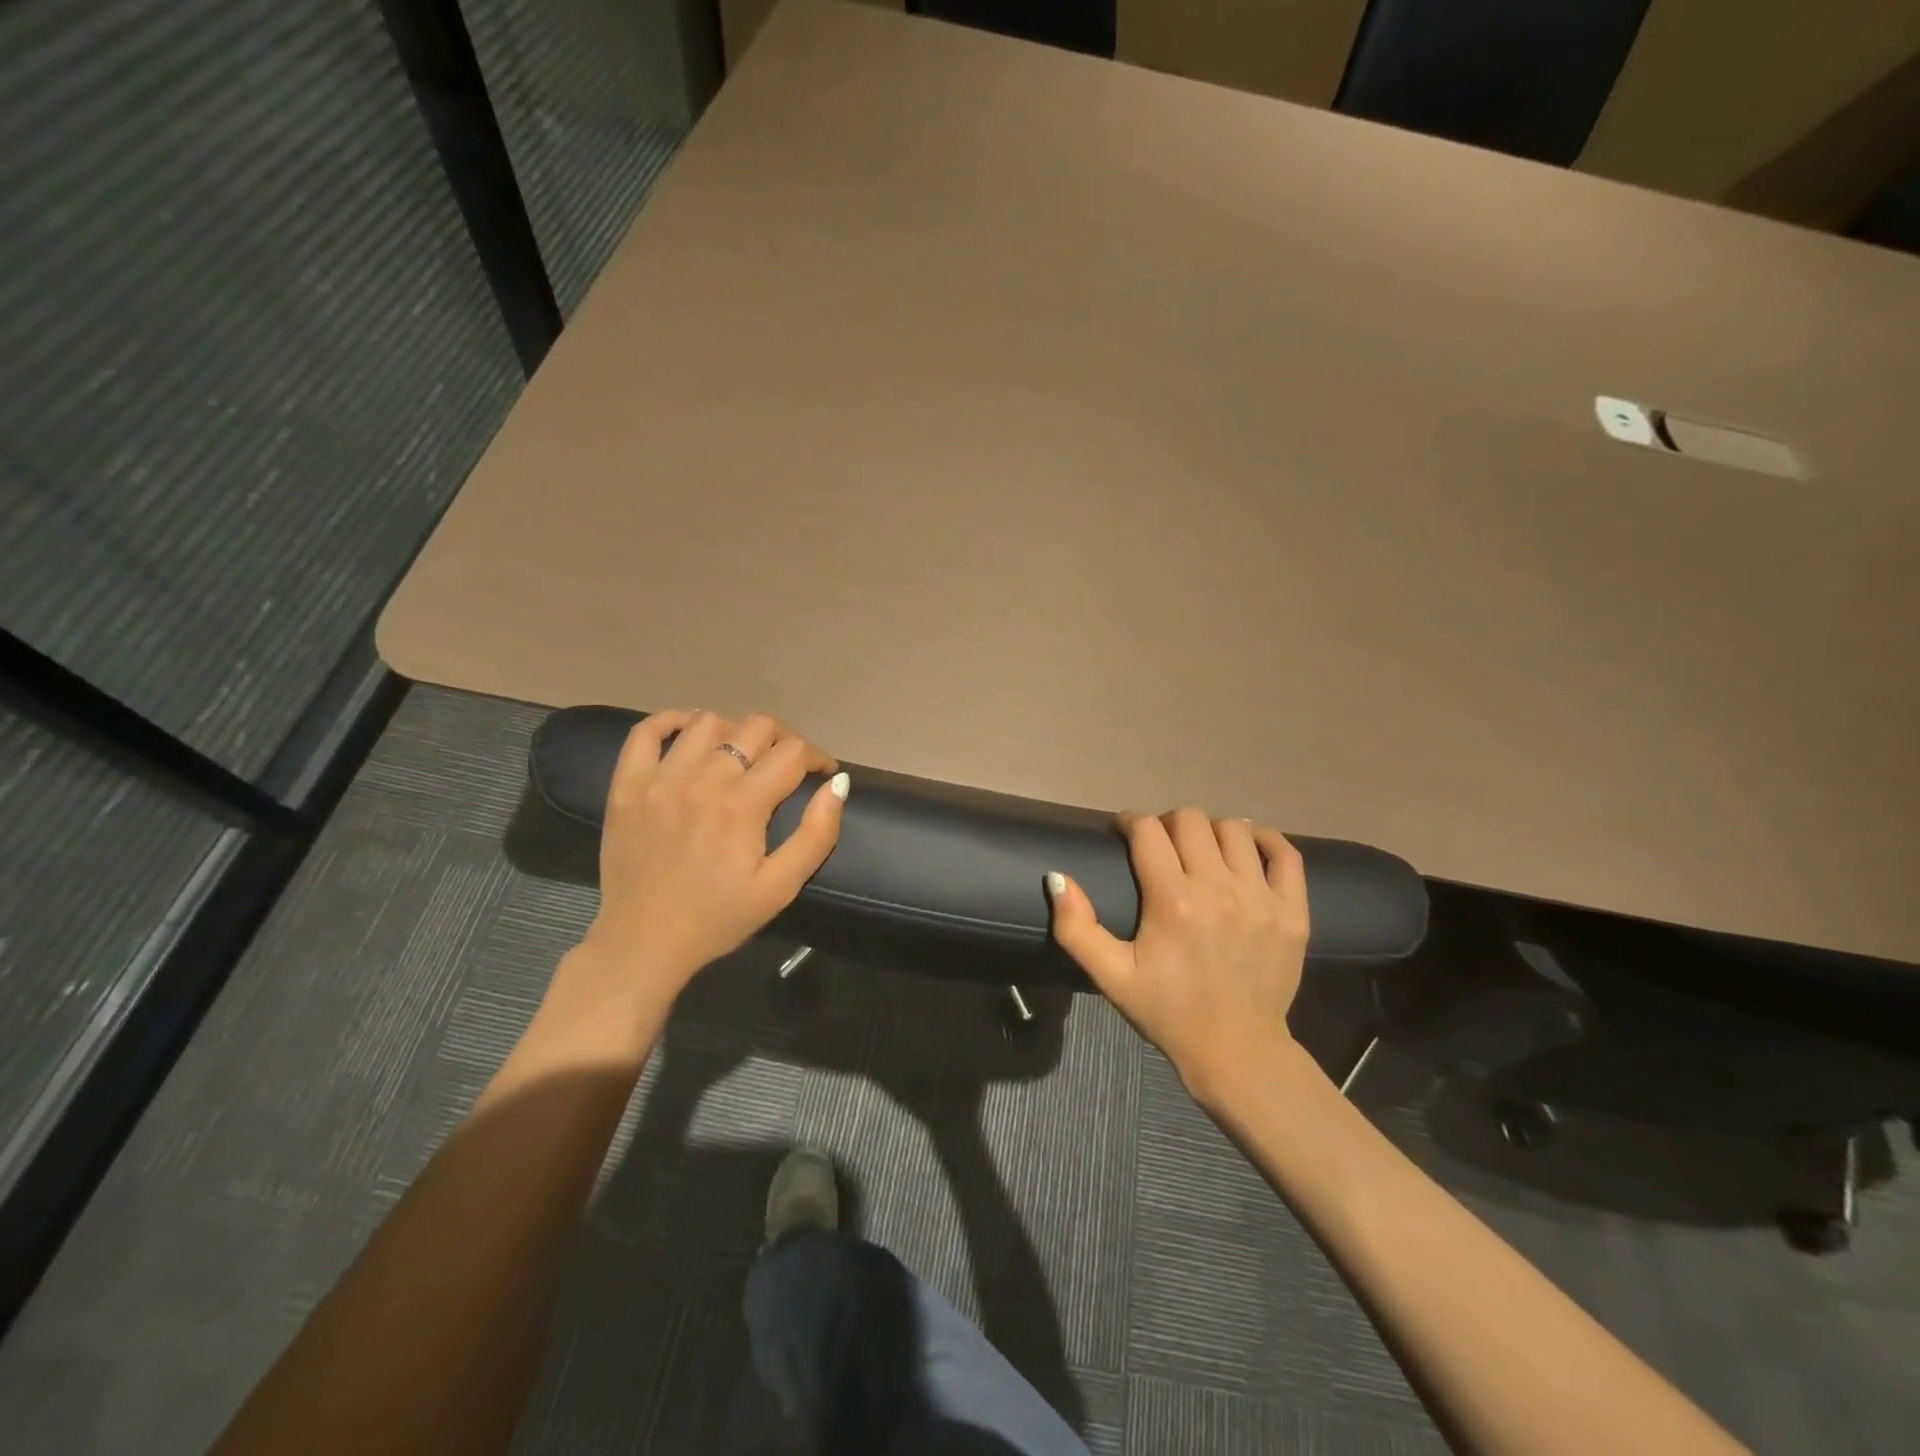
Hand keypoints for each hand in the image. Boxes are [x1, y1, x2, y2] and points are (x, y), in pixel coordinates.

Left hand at [574, 709, 848, 1004]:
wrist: (643, 942)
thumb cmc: (718, 917)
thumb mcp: (780, 887)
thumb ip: (816, 834)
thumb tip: (838, 785)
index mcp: (743, 803)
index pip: (793, 752)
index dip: (817, 757)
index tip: (824, 772)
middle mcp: (703, 778)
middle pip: (755, 726)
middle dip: (784, 737)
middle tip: (789, 762)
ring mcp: (660, 777)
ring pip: (708, 721)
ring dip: (735, 730)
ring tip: (741, 752)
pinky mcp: (627, 784)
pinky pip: (646, 731)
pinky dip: (672, 721)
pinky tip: (689, 732)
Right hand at [1046, 809, 1308, 1100]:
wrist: (1236, 1050)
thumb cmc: (1167, 1010)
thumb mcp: (1111, 976)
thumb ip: (1076, 927)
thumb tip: (1057, 877)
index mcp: (1172, 900)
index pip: (1147, 830)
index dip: (1130, 822)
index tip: (1124, 832)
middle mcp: (1218, 889)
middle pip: (1191, 819)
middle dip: (1168, 823)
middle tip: (1161, 846)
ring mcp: (1261, 897)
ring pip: (1234, 829)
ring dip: (1211, 831)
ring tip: (1201, 851)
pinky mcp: (1293, 910)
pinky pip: (1285, 853)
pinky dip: (1265, 840)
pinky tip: (1247, 848)